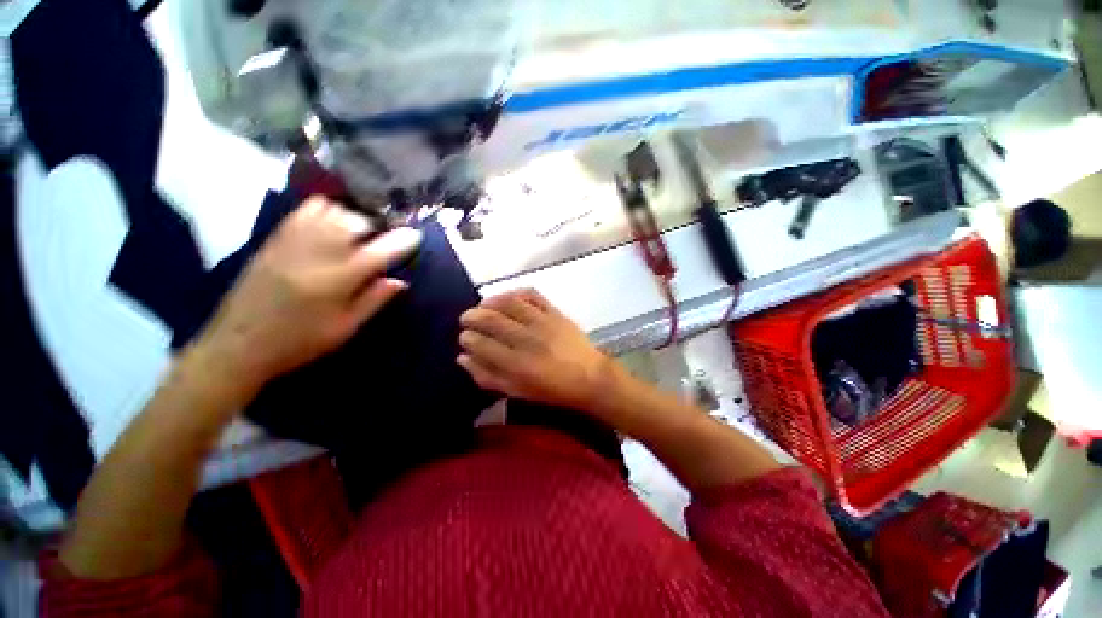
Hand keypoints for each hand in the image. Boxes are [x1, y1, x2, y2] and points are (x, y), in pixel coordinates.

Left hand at [197, 197, 421, 397]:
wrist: (237, 344)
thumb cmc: (299, 342)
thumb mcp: (345, 329)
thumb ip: (374, 301)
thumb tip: (399, 280)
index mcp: (337, 281)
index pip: (379, 252)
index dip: (402, 241)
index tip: (416, 235)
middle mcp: (316, 255)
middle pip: (355, 222)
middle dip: (376, 226)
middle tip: (384, 237)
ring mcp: (292, 243)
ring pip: (331, 212)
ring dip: (352, 217)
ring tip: (359, 230)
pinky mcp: (275, 240)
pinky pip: (304, 211)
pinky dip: (325, 209)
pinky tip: (332, 221)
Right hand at [458, 290, 613, 412]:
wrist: (590, 377)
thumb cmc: (552, 389)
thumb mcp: (517, 391)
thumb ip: (488, 376)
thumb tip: (463, 358)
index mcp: (517, 364)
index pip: (482, 344)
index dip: (467, 338)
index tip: (464, 337)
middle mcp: (527, 339)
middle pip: (492, 320)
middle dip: (472, 316)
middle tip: (466, 318)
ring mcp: (542, 322)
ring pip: (509, 303)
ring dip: (490, 301)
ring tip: (482, 305)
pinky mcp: (555, 312)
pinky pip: (532, 295)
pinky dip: (516, 292)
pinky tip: (508, 298)